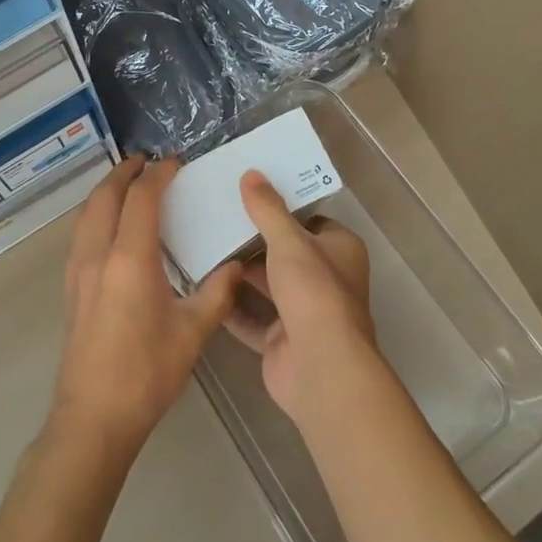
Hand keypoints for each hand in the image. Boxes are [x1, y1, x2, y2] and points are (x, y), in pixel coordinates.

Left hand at [52, 155, 242, 454]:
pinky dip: (95, 215)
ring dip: (105, 192)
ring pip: (86, 215)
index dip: (158, 175)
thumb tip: (236, 266)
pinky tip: (110, 228)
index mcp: (130, 260)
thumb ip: (217, 293)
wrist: (93, 418)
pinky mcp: (70, 289)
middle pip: (104, 197)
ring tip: (126, 185)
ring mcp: (78, 272)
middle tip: (144, 161)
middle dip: (123, 173)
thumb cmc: (146, 373)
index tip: (174, 163)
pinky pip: (80, 235)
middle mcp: (98, 256)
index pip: (141, 199)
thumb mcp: (192, 333)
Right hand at [225, 171, 377, 425]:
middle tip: (217, 217)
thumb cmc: (313, 292)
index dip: (282, 208)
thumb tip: (251, 174)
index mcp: (339, 250)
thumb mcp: (289, 241)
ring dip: (240, 273)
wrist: (319, 367)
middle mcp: (325, 279)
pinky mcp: (280, 340)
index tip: (248, 194)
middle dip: (254, 240)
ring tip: (203, 247)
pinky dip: (230, 305)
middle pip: (285, 253)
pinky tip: (202, 287)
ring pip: (267, 285)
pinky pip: (251, 317)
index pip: (309, 221)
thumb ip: (268, 209)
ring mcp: (303, 313)